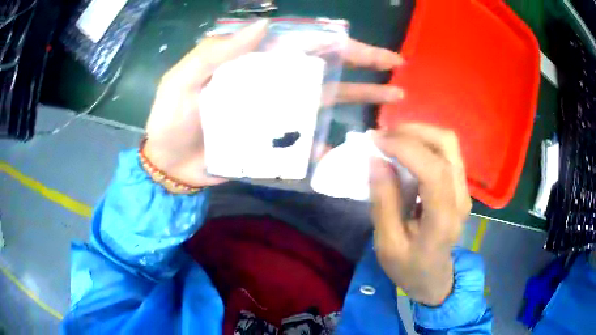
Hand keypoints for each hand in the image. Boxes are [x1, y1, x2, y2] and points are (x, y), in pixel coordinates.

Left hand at [145, 19, 404, 186]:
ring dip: (360, 98)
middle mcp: (272, 83)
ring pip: (325, 101)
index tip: (368, 48)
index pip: (301, 45)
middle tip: (397, 67)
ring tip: (394, 98)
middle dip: (363, 66)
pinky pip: (305, 140)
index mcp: (253, 62)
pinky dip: (324, 143)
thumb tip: (264, 26)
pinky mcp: (274, 141)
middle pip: (325, 70)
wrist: (169, 164)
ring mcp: (276, 113)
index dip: (336, 43)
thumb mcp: (182, 80)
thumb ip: (216, 52)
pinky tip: (343, 147)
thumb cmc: (171, 119)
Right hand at [370, 124, 471, 305]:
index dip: (405, 148)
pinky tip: (404, 150)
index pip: (434, 170)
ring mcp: (464, 190)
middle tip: (382, 136)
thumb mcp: (387, 244)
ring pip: (448, 143)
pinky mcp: (460, 186)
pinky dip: (424, 142)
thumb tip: (376, 160)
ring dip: (418, 133)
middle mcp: (460, 198)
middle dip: (413, 131)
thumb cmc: (409, 267)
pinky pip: (445, 152)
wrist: (434, 278)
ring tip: (391, 139)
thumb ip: (383, 202)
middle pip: (447, 145)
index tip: (375, 141)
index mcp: (443, 219)